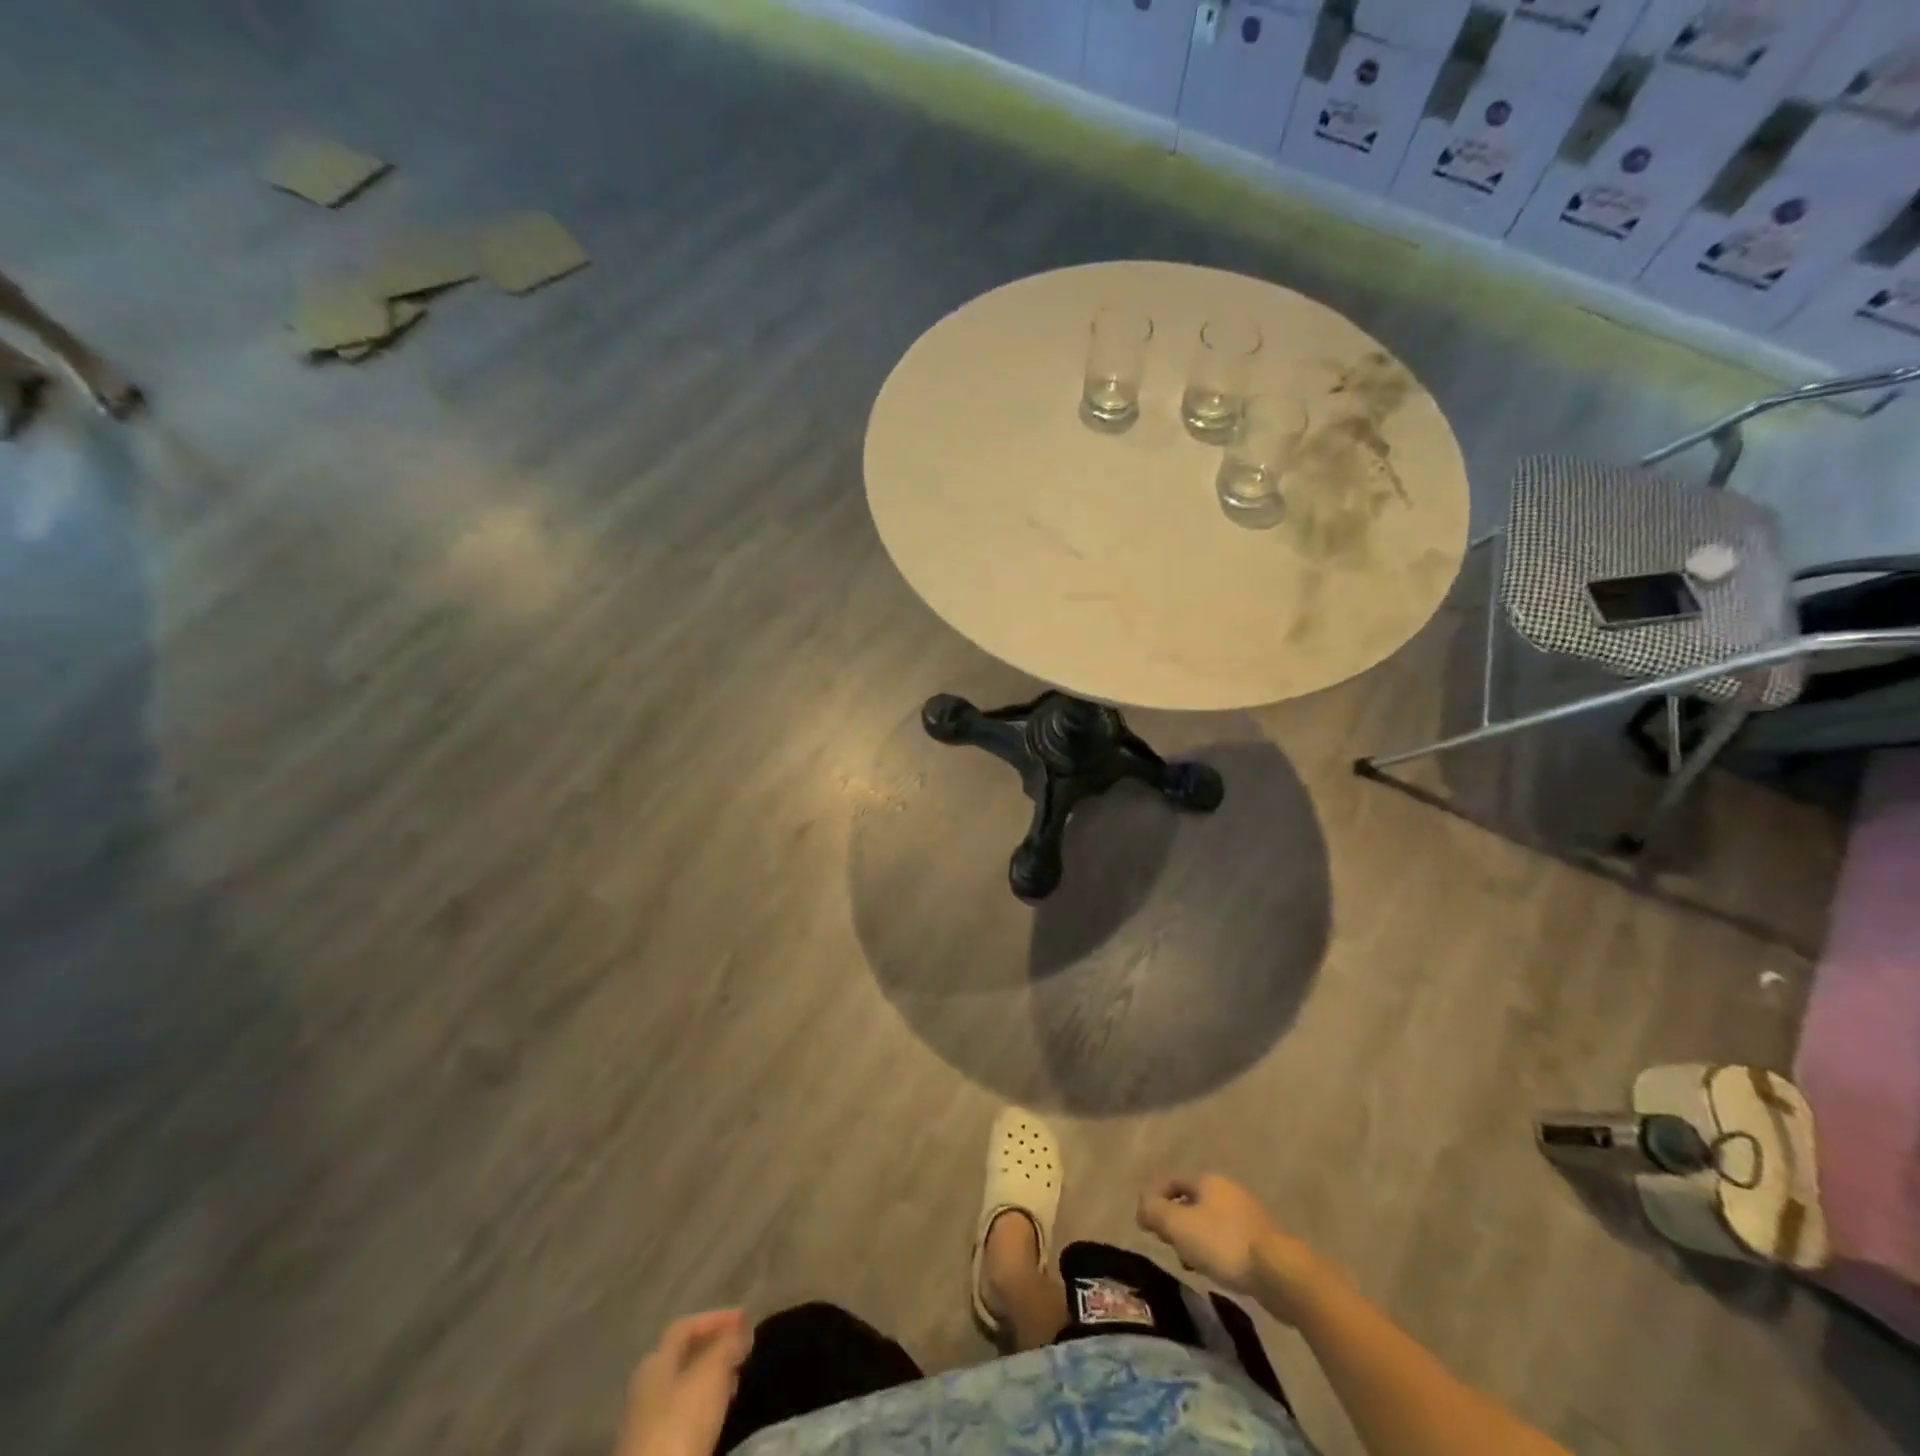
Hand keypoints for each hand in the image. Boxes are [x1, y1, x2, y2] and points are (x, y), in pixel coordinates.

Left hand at [617, 1309, 752, 1455]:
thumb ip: (727, 1345)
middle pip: (683, 1356)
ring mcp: (646, 1422)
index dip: (716, 1317)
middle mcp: (646, 1386)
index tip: (746, 1319)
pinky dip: (704, 1404)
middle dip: (714, 1348)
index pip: (686, 1326)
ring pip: (684, 1387)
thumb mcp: (711, 1374)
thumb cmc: (681, 1422)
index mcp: (655, 1361)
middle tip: (742, 1349)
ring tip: (736, 1378)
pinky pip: (683, 1414)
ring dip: (711, 1377)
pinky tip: (719, 1412)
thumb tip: (742, 1328)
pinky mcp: (654, 1450)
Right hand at [1137, 1175, 1321, 1321]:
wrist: (1279, 1272)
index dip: (1155, 1200)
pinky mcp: (1262, 1240)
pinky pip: (1228, 1240)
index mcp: (1208, 1181)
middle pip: (1192, 1201)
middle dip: (1176, 1221)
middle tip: (1167, 1244)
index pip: (1172, 1182)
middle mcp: (1228, 1191)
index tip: (1145, 1226)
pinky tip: (1215, 1271)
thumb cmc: (1223, 1243)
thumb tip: (1142, 1207)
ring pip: (1210, 1222)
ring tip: (1190, 1263)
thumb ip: (1155, 1212)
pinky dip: (1215, 1251)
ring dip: (1195, 1239)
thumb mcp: (1179, 1226)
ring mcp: (1248, 1214)